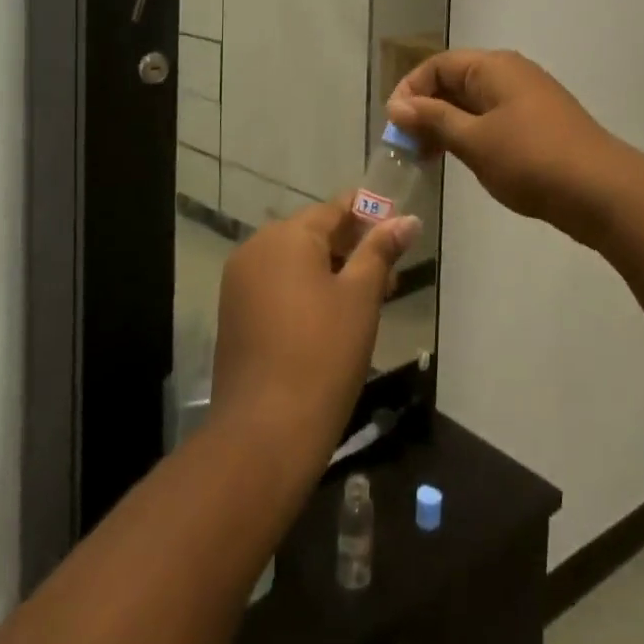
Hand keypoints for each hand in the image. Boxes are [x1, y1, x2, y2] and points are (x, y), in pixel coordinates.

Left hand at [211, 202, 418, 481]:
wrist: (264, 434)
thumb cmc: (322, 354)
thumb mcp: (361, 297)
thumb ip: (381, 251)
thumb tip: (407, 219)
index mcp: (286, 237)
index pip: (334, 209)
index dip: (369, 215)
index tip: (399, 230)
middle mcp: (256, 249)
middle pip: (313, 233)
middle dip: (353, 247)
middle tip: (392, 273)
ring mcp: (240, 283)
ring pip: (296, 262)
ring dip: (332, 271)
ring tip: (370, 297)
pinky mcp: (235, 315)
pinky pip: (278, 286)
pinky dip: (307, 291)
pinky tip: (334, 317)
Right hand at [387, 49, 627, 234]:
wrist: (601, 191)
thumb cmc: (530, 160)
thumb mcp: (473, 140)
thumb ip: (434, 119)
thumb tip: (399, 105)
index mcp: (493, 67)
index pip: (438, 65)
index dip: (410, 90)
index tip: (394, 126)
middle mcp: (510, 74)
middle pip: (455, 81)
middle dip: (427, 110)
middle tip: (407, 147)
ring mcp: (528, 99)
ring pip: (474, 103)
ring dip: (447, 125)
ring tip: (429, 159)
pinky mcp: (538, 124)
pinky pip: (493, 120)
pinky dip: (471, 135)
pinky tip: (463, 161)